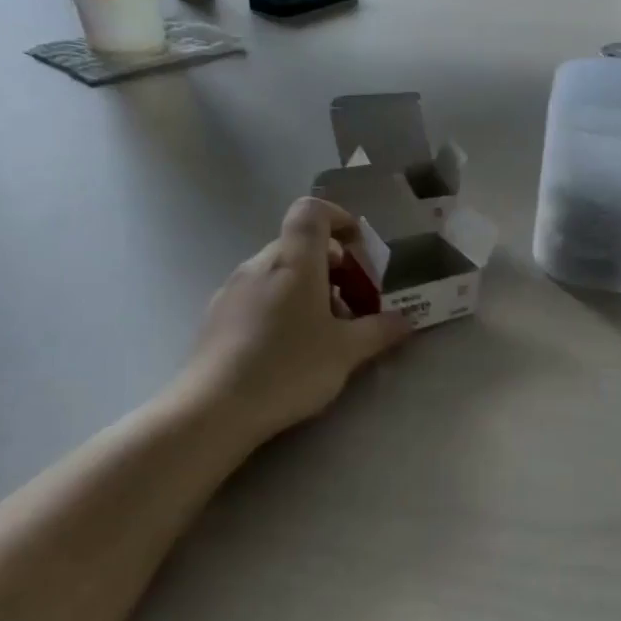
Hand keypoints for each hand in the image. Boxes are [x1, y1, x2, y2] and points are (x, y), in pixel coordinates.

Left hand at [181, 197, 412, 447]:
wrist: (214, 408)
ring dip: (310, 289)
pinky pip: (259, 294)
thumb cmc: (289, 368)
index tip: (359, 248)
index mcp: (294, 262)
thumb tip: (405, 319)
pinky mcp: (218, 315)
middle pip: (301, 246)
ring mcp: (234, 288)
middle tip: (356, 303)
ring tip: (327, 331)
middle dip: (334, 267)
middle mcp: (260, 264)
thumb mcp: (347, 352)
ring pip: (280, 272)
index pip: (312, 211)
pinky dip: (283, 306)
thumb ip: (380, 331)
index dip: (339, 218)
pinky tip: (291, 347)